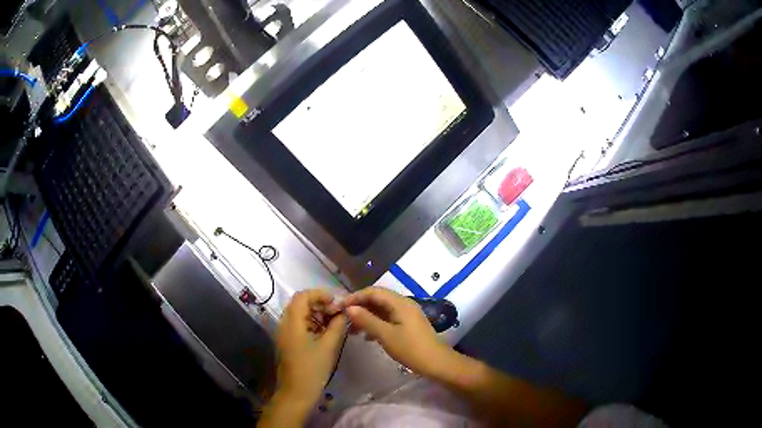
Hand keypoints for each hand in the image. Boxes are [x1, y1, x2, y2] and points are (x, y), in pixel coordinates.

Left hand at [274, 290, 346, 406]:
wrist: (296, 393)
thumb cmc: (312, 369)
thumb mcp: (329, 347)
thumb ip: (337, 326)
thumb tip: (344, 312)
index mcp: (292, 323)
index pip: (302, 296)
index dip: (320, 294)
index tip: (336, 302)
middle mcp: (285, 324)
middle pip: (300, 303)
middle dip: (319, 304)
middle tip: (336, 313)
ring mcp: (284, 333)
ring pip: (299, 314)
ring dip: (316, 314)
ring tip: (334, 323)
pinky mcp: (287, 342)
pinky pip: (298, 325)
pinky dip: (312, 324)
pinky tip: (325, 333)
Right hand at [340, 288, 449, 376]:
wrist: (436, 363)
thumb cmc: (410, 348)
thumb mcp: (386, 335)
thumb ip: (367, 320)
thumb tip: (349, 308)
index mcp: (400, 303)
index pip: (373, 292)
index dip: (355, 297)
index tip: (340, 306)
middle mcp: (403, 304)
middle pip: (377, 298)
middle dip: (360, 306)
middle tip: (344, 317)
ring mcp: (407, 314)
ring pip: (382, 309)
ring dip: (366, 316)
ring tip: (352, 329)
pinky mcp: (408, 324)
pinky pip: (388, 318)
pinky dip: (375, 323)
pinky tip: (367, 336)